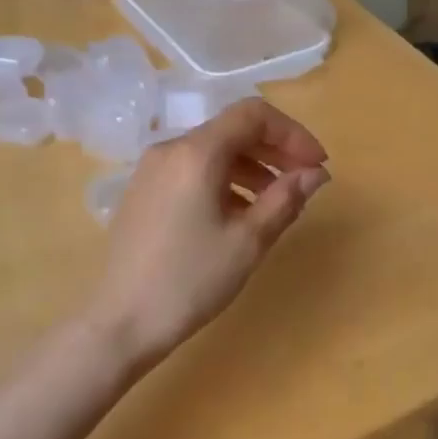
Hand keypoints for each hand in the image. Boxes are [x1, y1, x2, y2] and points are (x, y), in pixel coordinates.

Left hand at [83, 99, 329, 368]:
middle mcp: (170, 150)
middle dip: (275, 150)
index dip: (292, 133)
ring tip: (276, 203)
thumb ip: (285, 199)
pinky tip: (239, 215)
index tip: (316, 165)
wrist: (121, 323)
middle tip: (304, 181)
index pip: (253, 115)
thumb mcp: (248, 242)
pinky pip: (193, 170)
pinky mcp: (143, 192)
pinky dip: (225, 181)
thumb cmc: (190, 281)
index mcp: (196, 154)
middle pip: (232, 130)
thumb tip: (315, 174)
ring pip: (213, 151)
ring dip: (252, 167)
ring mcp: (152, 170)